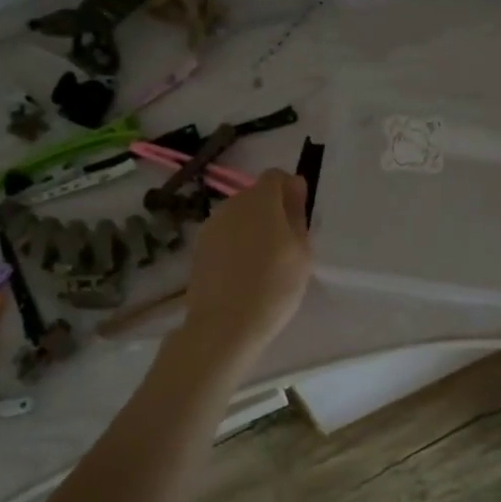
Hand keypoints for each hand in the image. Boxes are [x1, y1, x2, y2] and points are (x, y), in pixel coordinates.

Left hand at [180, 169, 312, 360]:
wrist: (224, 325)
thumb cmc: (274, 286)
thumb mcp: (301, 251)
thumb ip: (298, 214)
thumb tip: (295, 186)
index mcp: (260, 200)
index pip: (275, 176)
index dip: (289, 190)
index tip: (299, 216)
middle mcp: (231, 205)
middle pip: (255, 196)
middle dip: (271, 211)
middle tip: (285, 245)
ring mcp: (211, 226)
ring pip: (238, 216)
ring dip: (252, 228)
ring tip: (263, 263)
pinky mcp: (198, 248)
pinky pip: (224, 235)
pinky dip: (235, 245)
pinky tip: (242, 273)